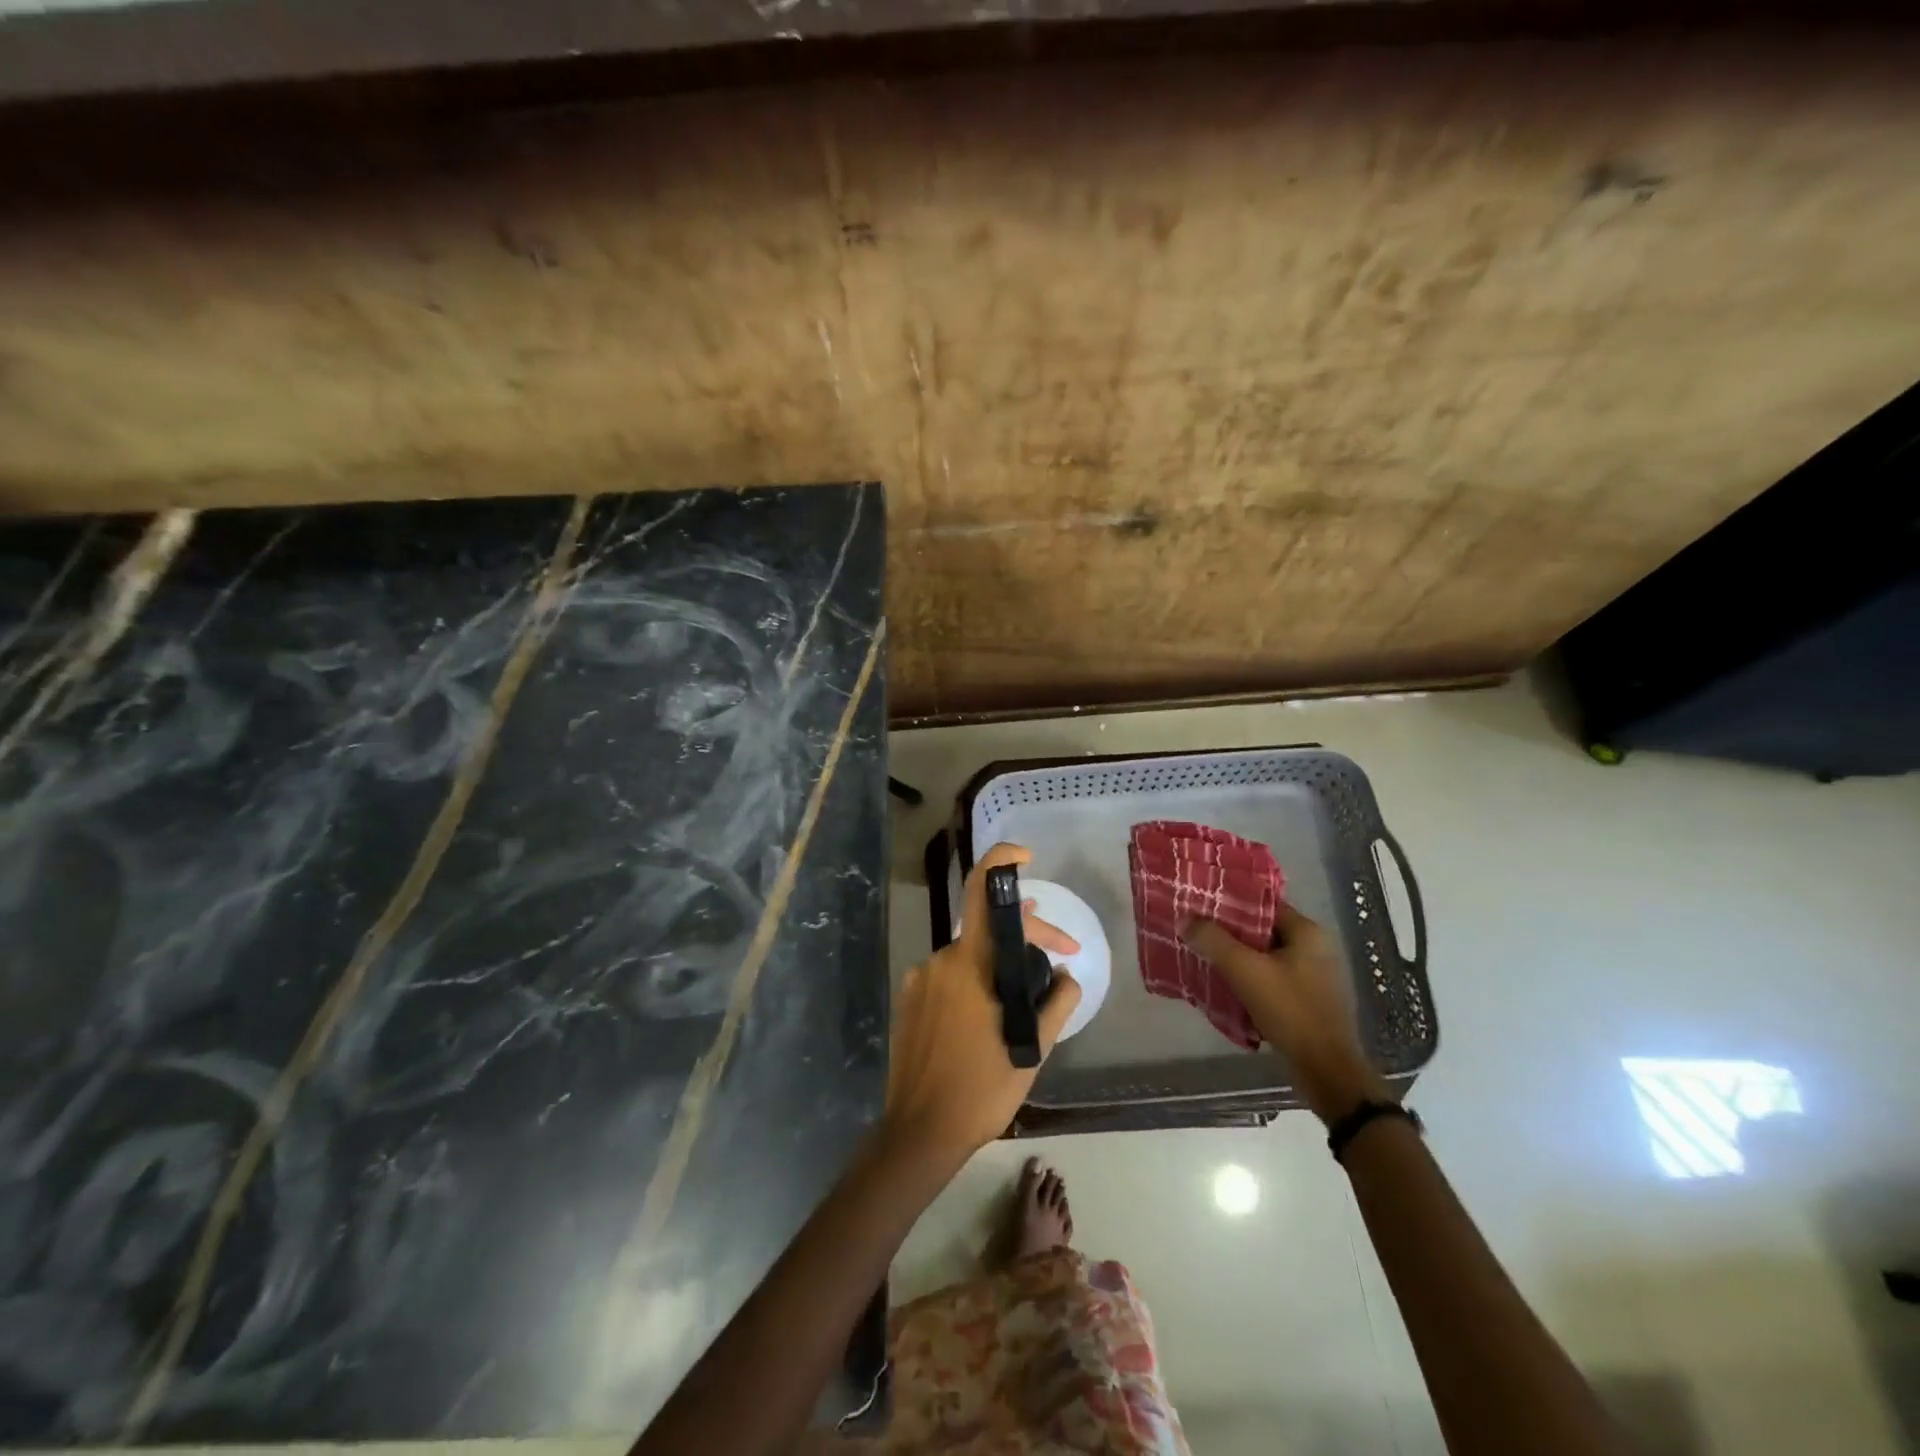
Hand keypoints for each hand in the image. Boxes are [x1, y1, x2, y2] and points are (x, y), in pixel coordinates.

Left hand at [882, 843, 1082, 1166]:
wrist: (920, 1129)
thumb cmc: (982, 1087)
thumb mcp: (1033, 1047)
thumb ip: (1057, 1001)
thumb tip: (1065, 973)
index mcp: (970, 963)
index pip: (983, 892)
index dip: (1002, 860)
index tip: (1026, 857)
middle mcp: (940, 959)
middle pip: (987, 930)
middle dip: (1027, 937)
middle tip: (1061, 958)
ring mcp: (920, 979)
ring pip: (969, 956)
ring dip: (1000, 964)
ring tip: (1029, 988)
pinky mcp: (909, 999)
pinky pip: (949, 977)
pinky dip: (974, 983)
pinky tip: (990, 1012)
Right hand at [1182, 903, 1385, 1123]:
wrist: (1325, 1071)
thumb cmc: (1290, 1011)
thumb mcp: (1244, 971)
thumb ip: (1213, 941)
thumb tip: (1184, 919)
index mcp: (1307, 933)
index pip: (1263, 904)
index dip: (1231, 903)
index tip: (1200, 905)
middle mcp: (1315, 949)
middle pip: (1262, 931)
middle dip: (1229, 933)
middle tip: (1195, 931)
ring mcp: (1313, 977)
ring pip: (1264, 957)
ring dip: (1236, 959)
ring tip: (1202, 957)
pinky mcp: (1307, 1002)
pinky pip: (1270, 980)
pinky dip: (1248, 980)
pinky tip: (1223, 986)